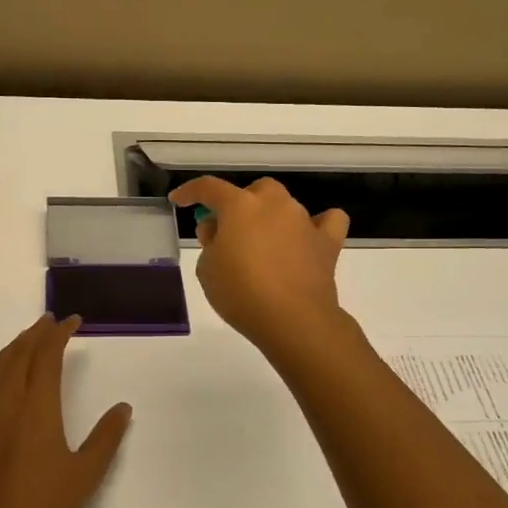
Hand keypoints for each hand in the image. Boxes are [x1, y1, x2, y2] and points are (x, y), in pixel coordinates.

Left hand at [0, 314, 131, 507]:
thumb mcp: (84, 477)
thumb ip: (105, 438)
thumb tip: (123, 408)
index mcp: (36, 409)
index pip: (47, 356)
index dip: (59, 334)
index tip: (73, 321)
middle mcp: (6, 404)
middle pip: (18, 355)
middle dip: (36, 333)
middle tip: (51, 321)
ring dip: (15, 347)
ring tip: (30, 339)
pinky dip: (0, 369)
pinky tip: (6, 378)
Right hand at [168, 177, 349, 354]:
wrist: (293, 319)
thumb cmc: (241, 293)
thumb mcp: (207, 269)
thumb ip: (210, 242)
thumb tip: (219, 229)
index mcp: (240, 206)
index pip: (209, 188)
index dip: (191, 191)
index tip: (180, 199)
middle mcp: (274, 204)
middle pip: (255, 191)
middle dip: (240, 205)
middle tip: (229, 232)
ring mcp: (304, 220)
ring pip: (285, 205)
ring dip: (271, 218)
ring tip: (263, 246)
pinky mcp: (327, 242)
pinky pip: (327, 221)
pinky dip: (317, 225)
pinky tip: (308, 238)